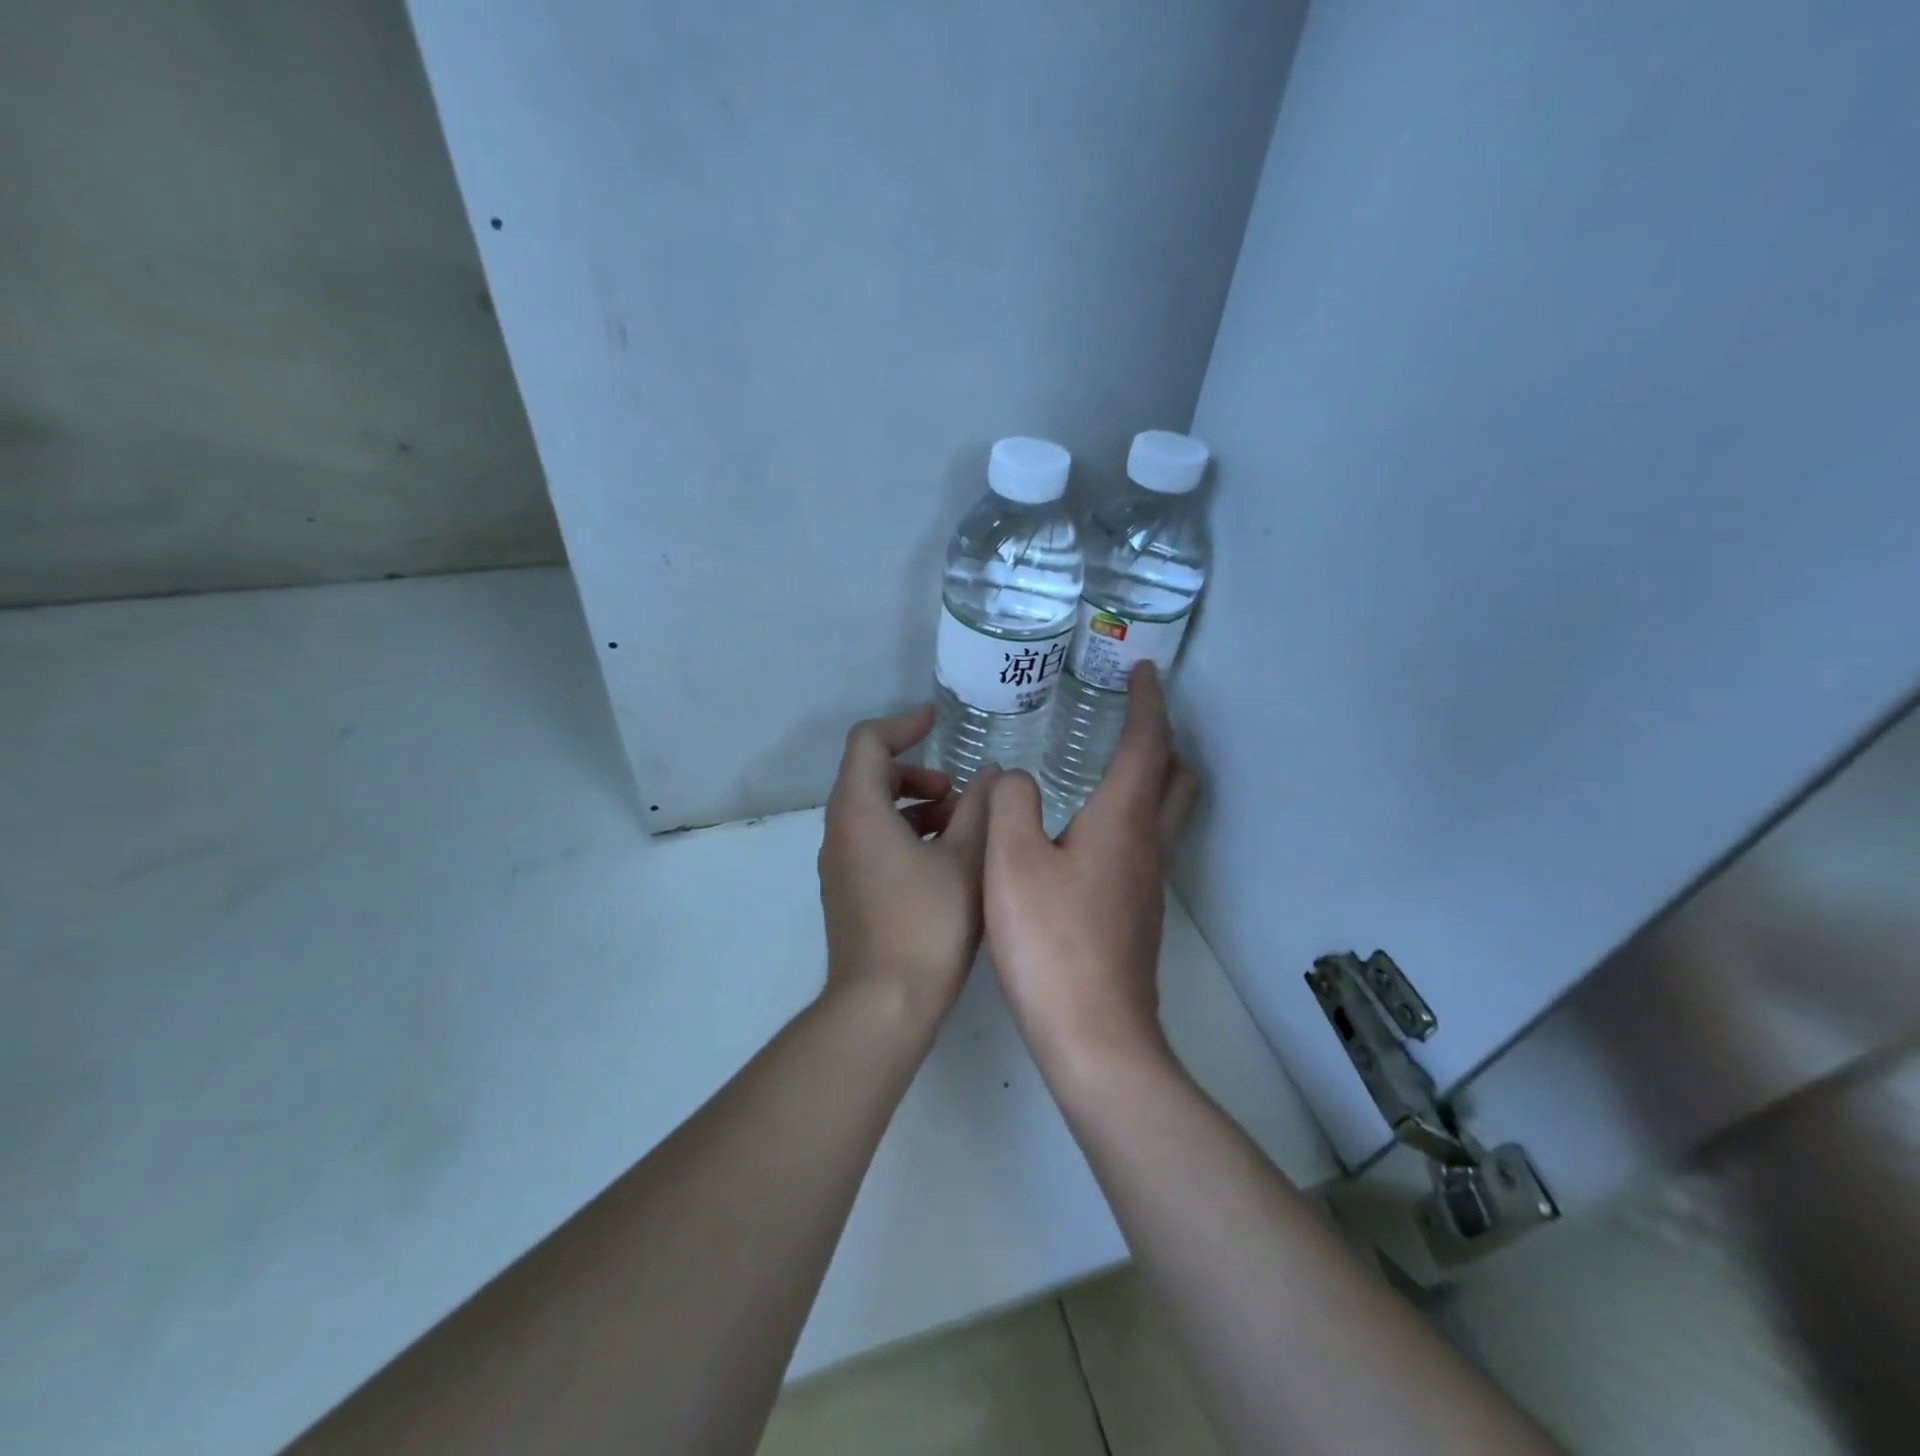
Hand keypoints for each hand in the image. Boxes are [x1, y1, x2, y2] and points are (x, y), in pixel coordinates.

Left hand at [818, 705, 996, 1032]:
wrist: (882, 1006)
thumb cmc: (926, 925)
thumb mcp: (965, 860)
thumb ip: (980, 809)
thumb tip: (993, 774)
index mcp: (860, 811)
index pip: (868, 742)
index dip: (904, 724)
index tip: (938, 722)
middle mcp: (840, 832)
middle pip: (871, 775)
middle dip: (917, 773)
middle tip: (958, 793)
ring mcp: (841, 864)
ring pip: (874, 812)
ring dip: (916, 806)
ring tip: (961, 828)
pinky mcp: (849, 891)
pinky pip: (874, 842)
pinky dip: (907, 834)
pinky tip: (945, 861)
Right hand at [983, 663, 1198, 1076]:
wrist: (1093, 1036)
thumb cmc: (1050, 941)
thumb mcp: (1011, 862)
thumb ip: (1011, 804)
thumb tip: (1016, 777)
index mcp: (1122, 821)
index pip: (1147, 744)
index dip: (1147, 702)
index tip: (1142, 670)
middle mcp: (1147, 846)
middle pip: (1177, 777)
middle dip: (1162, 738)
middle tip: (1132, 717)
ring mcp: (1148, 883)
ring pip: (1165, 813)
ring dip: (1150, 777)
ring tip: (1108, 764)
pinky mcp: (1137, 913)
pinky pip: (1144, 843)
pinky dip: (1129, 814)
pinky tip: (1087, 831)